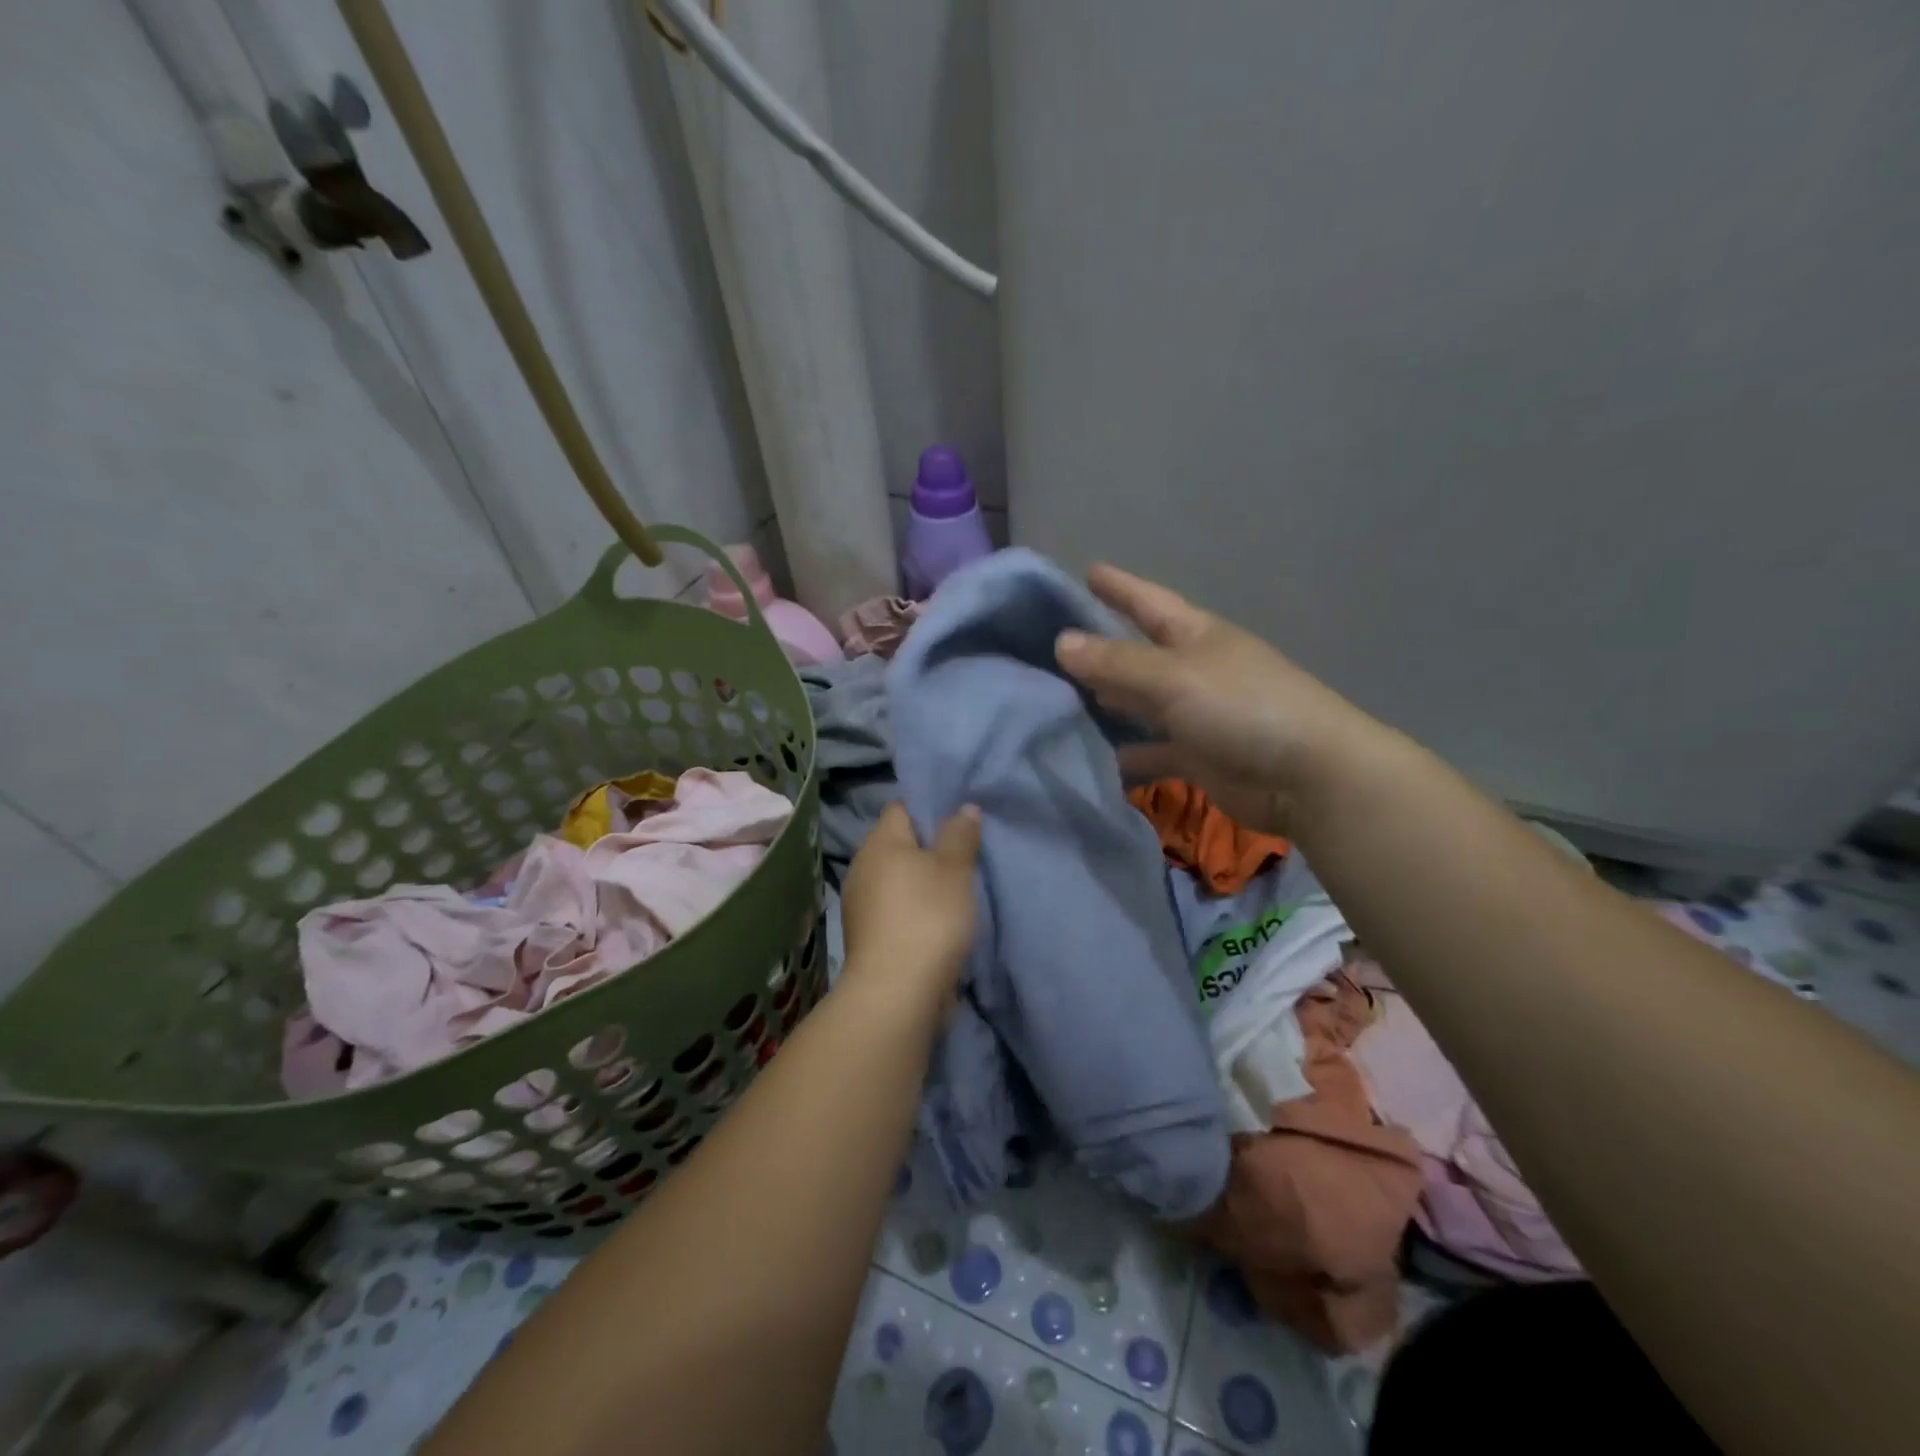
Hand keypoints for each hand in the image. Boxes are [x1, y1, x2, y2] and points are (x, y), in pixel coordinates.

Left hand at [840, 802, 981, 1014]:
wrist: (896, 992)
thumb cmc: (928, 916)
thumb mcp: (955, 869)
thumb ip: (960, 835)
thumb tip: (964, 807)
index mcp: (879, 842)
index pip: (901, 809)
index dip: (928, 809)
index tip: (957, 823)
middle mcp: (862, 868)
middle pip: (898, 845)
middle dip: (927, 849)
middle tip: (963, 857)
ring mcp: (860, 905)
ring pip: (896, 880)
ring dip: (920, 884)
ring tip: (955, 892)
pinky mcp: (867, 937)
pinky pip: (894, 909)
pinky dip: (913, 911)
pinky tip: (937, 923)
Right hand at [1055, 564, 1378, 837]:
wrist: (1306, 776)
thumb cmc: (1241, 707)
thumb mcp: (1173, 677)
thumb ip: (1116, 662)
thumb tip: (1061, 642)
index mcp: (1195, 635)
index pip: (1148, 602)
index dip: (1120, 587)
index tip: (1088, 572)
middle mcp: (1194, 670)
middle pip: (1138, 654)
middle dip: (1102, 649)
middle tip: (1053, 646)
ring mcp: (1197, 715)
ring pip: (1141, 704)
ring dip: (1109, 703)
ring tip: (1061, 701)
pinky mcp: (1198, 757)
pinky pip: (1153, 751)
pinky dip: (1128, 753)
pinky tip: (1096, 756)